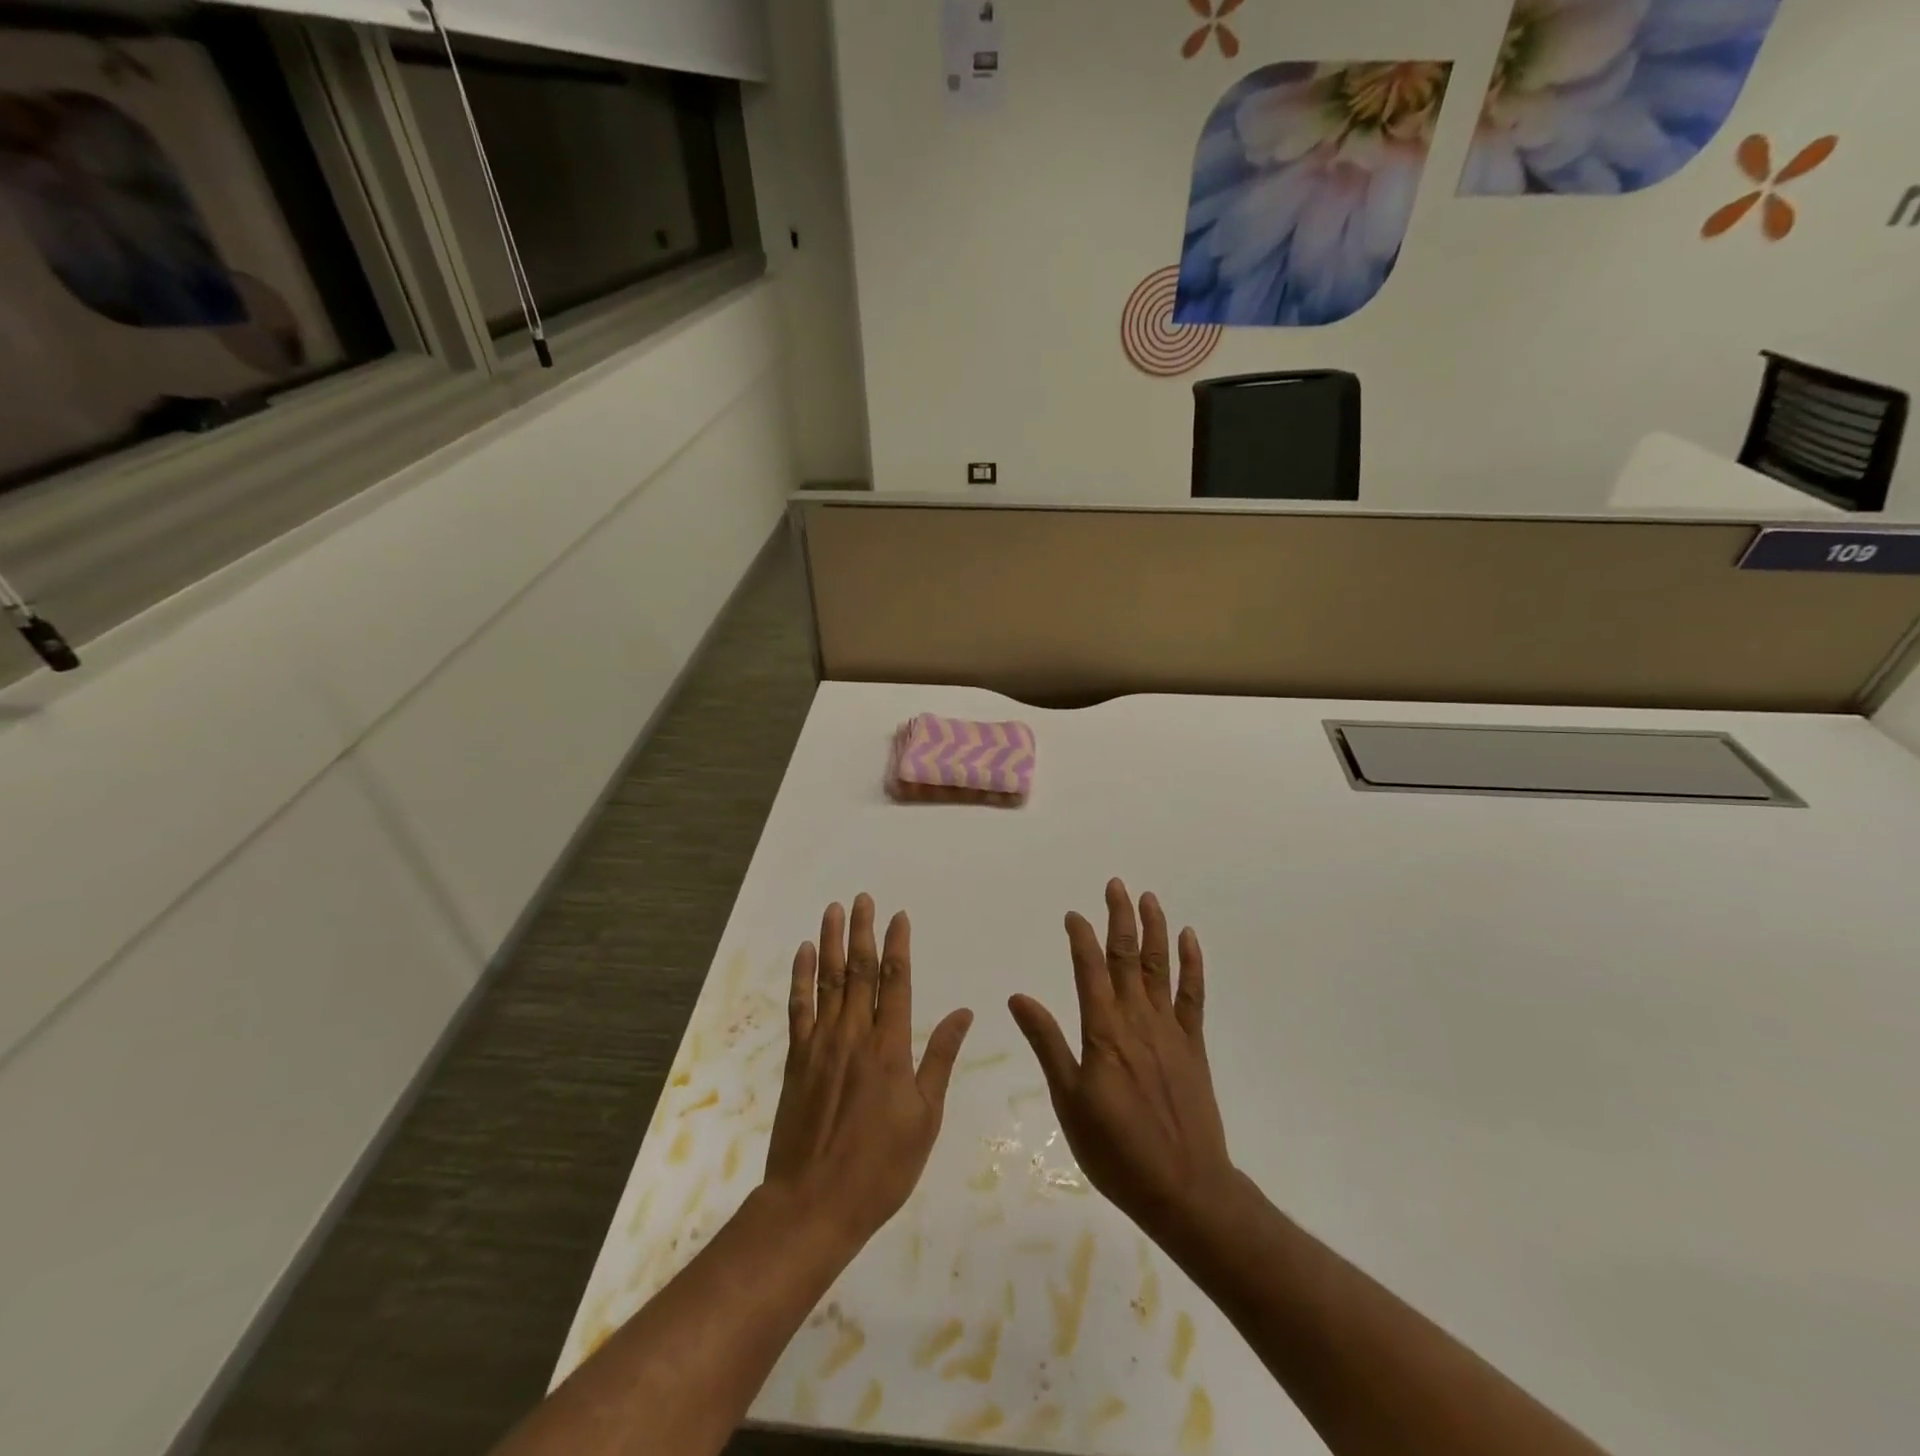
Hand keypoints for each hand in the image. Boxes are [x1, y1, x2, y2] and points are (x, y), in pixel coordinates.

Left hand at [764, 895, 973, 1248]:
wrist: (814, 1204)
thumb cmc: (881, 1167)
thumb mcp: (925, 1118)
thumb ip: (940, 1059)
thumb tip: (963, 1013)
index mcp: (890, 1048)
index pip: (896, 982)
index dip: (898, 946)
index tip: (900, 916)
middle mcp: (854, 1035)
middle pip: (859, 971)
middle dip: (863, 931)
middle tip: (863, 898)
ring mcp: (821, 1044)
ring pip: (828, 981)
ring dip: (832, 942)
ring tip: (834, 910)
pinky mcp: (796, 1059)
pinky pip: (799, 1008)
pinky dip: (802, 977)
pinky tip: (805, 953)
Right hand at [1009, 879, 1234, 1242]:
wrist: (1184, 1189)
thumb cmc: (1115, 1150)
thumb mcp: (1069, 1100)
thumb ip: (1047, 1043)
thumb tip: (1019, 997)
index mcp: (1103, 1032)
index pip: (1090, 969)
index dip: (1081, 937)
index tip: (1074, 914)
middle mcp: (1137, 1020)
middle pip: (1127, 956)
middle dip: (1120, 918)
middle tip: (1116, 884)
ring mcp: (1169, 1030)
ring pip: (1160, 966)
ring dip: (1154, 929)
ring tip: (1149, 898)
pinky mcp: (1192, 1045)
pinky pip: (1192, 994)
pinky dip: (1191, 963)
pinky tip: (1188, 939)